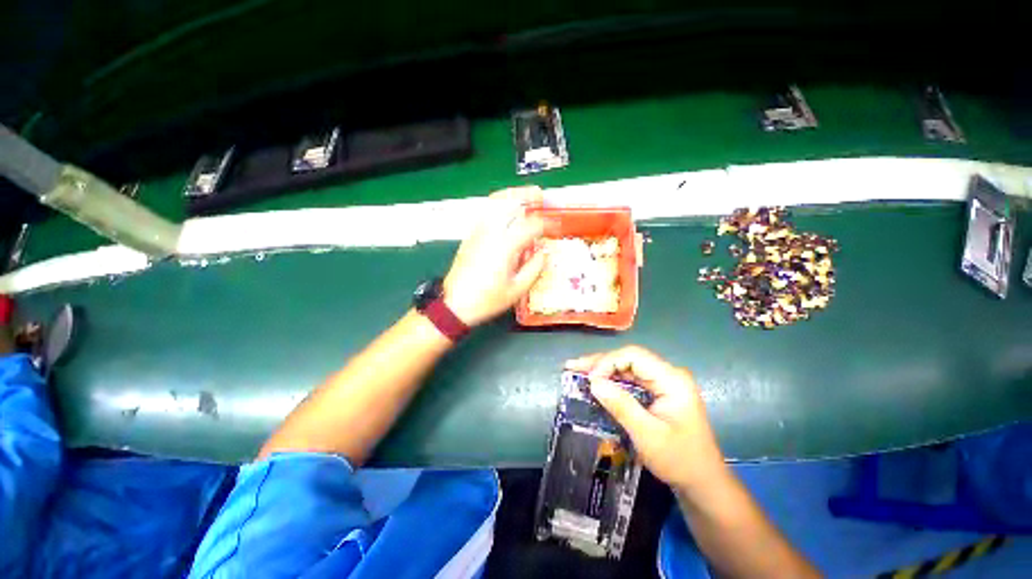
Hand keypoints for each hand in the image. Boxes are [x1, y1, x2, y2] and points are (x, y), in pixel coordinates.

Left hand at [443, 187, 547, 326]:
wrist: (455, 304)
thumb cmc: (487, 299)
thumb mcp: (517, 289)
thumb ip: (535, 268)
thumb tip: (544, 252)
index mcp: (506, 246)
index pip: (531, 226)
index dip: (547, 225)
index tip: (556, 228)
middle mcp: (491, 232)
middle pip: (510, 202)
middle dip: (527, 196)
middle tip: (540, 195)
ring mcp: (478, 232)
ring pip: (494, 203)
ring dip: (511, 196)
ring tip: (524, 196)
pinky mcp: (470, 236)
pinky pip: (486, 212)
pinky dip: (498, 205)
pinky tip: (506, 211)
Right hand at [566, 346, 725, 492]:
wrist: (702, 482)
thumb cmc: (679, 460)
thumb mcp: (647, 435)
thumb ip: (621, 405)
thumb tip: (593, 382)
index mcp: (672, 379)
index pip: (634, 356)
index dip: (608, 362)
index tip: (589, 379)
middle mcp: (668, 374)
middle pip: (628, 359)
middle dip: (600, 363)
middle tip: (573, 367)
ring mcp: (663, 382)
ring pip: (627, 367)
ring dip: (602, 369)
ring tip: (578, 371)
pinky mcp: (657, 391)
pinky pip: (630, 379)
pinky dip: (611, 380)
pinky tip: (595, 381)